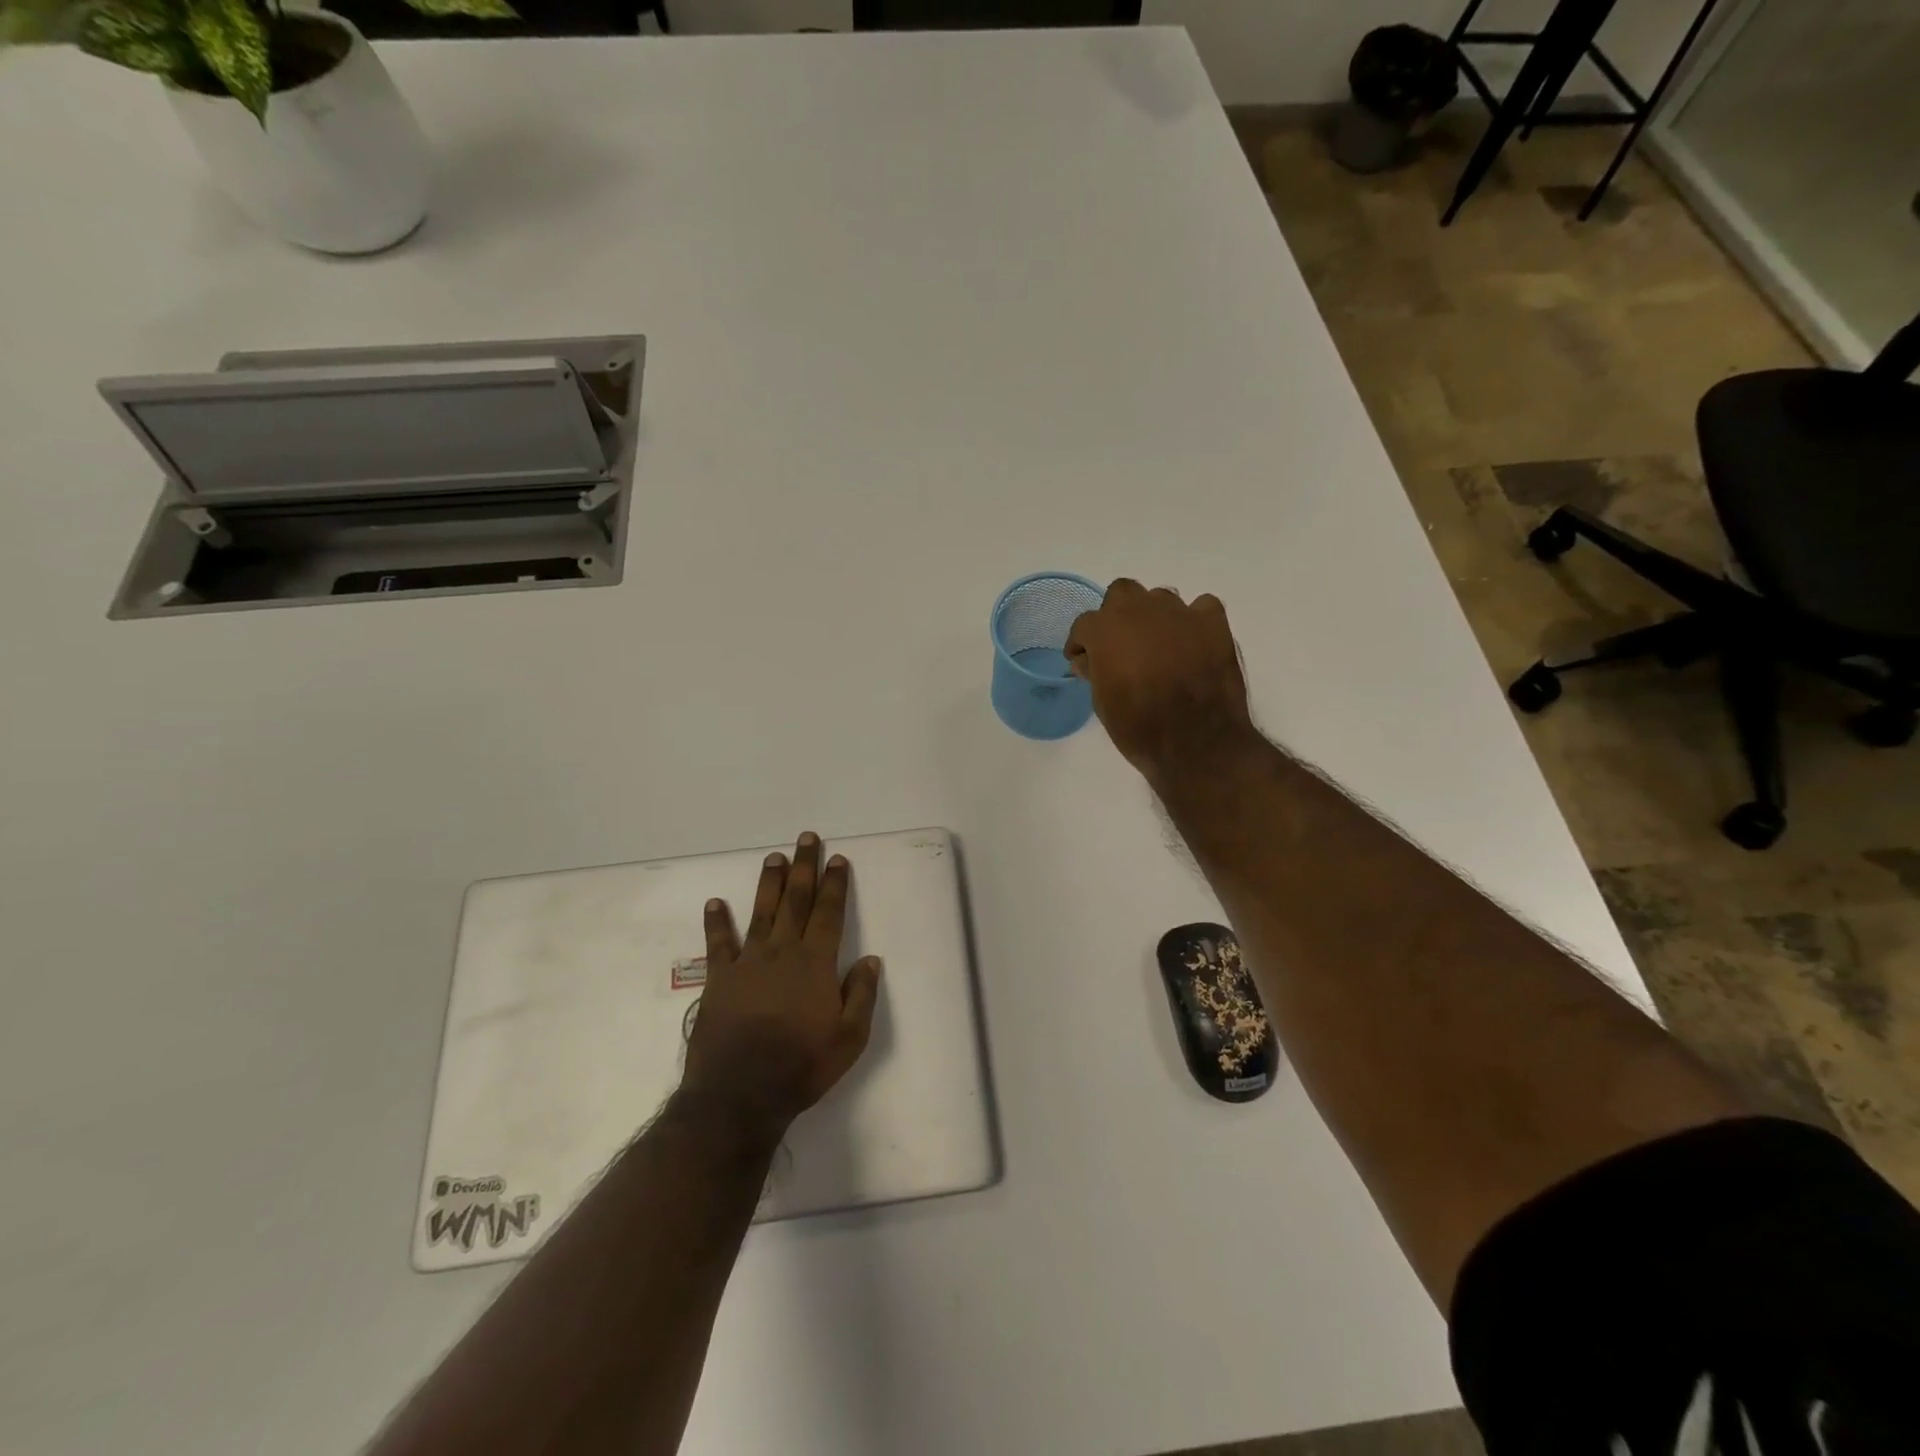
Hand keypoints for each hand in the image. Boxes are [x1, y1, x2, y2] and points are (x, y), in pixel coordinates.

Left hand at [682, 832, 882, 1136]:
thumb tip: (870, 960)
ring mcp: (748, 962)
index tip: (838, 859)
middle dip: (804, 868)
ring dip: (769, 883)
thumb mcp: (849, 1038)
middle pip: (796, 901)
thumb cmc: (801, 1066)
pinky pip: (718, 943)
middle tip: (806, 839)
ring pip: (761, 912)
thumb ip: (861, 995)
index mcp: (816, 963)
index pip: (829, 913)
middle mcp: (783, 951)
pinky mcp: (720, 979)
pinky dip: (716, 922)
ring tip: (773, 857)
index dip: (835, 884)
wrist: (740, 1092)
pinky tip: (715, 902)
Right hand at [1065, 579, 1258, 780]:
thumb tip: (1088, 660)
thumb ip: (1094, 671)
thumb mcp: (1102, 703)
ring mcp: (1180, 613)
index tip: (1083, 661)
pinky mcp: (1213, 622)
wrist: (1196, 743)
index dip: (1082, 644)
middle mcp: (1140, 610)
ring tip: (1160, 646)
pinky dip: (1194, 622)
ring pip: (1161, 599)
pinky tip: (1193, 643)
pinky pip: (1200, 607)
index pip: (1085, 625)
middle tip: (1121, 646)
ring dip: (1155, 618)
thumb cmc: (1139, 727)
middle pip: (1122, 594)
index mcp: (1106, 629)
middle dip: (1118, 616)